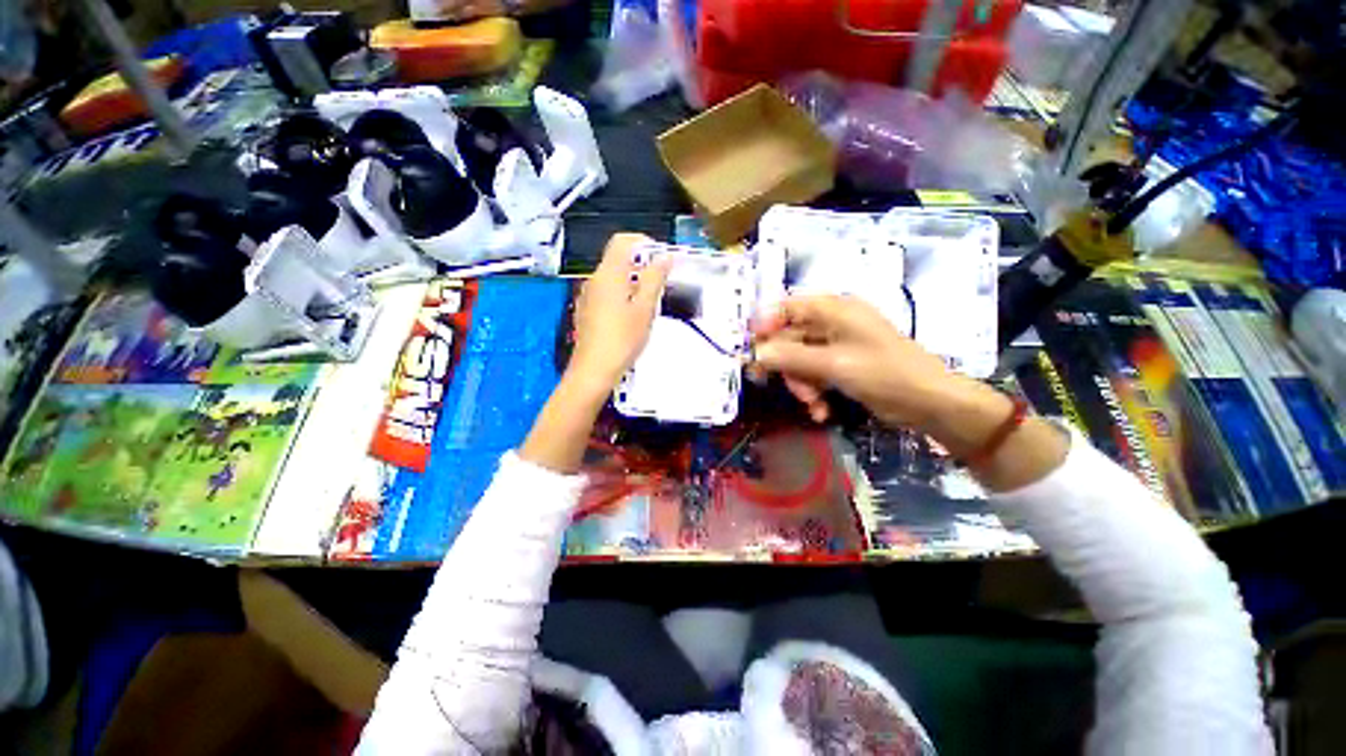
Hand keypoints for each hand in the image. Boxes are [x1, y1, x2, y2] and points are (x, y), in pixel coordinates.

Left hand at [569, 233, 671, 391]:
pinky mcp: (587, 311)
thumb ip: (654, 279)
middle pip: (617, 258)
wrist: (593, 371)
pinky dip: (623, 293)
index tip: (662, 256)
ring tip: (651, 300)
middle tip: (661, 280)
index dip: (643, 242)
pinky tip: (634, 314)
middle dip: (641, 263)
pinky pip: (607, 292)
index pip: (622, 241)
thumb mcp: (645, 308)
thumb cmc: (622, 339)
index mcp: (608, 274)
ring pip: (612, 277)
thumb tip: (664, 257)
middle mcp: (594, 280)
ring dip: (633, 280)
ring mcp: (588, 296)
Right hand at [749, 295, 958, 429]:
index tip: (751, 349)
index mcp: (834, 309)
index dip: (766, 325)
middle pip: (790, 337)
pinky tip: (820, 410)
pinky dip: (814, 391)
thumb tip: (756, 353)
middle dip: (785, 365)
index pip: (788, 307)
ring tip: (811, 403)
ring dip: (800, 384)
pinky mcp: (843, 365)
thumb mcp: (832, 364)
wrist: (928, 402)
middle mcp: (833, 322)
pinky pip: (815, 374)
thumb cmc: (883, 373)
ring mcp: (838, 345)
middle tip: (770, 384)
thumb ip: (791, 357)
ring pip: (800, 359)